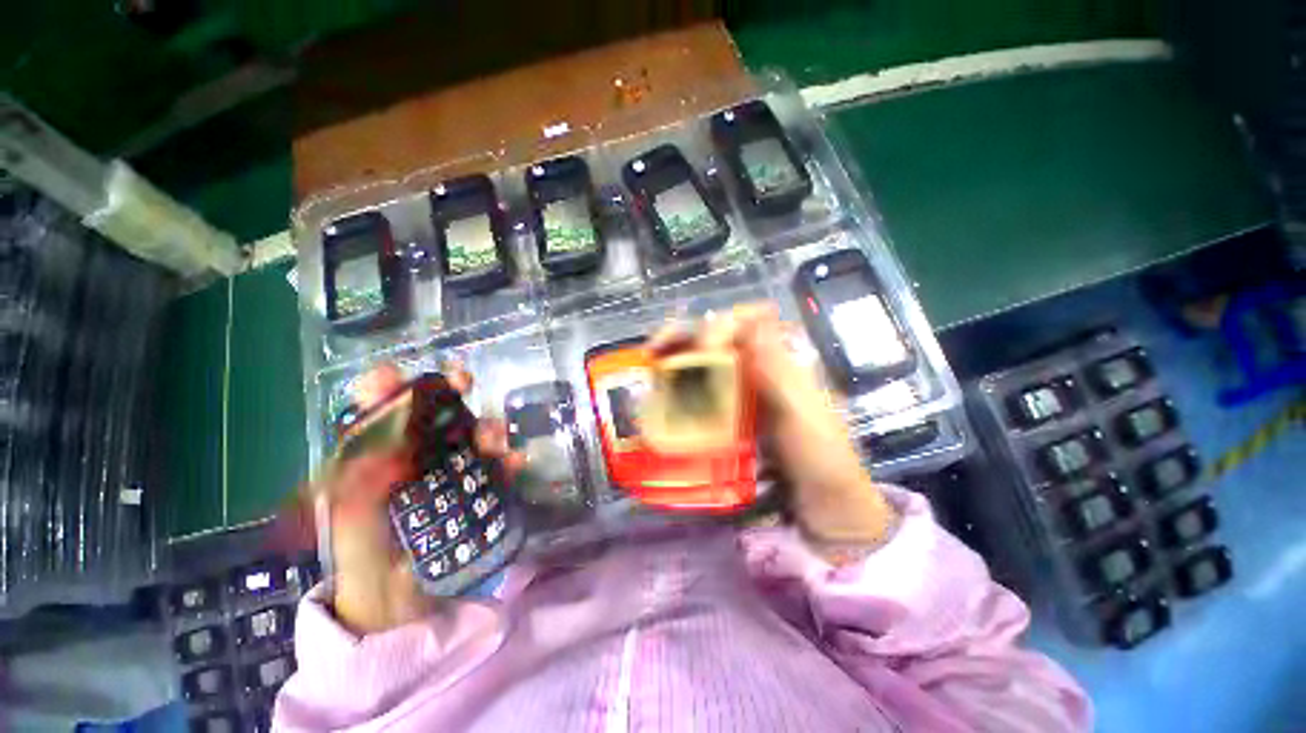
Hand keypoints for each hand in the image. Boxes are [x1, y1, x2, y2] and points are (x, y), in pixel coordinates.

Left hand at [308, 363, 522, 634]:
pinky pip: (498, 469)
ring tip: (495, 437)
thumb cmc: (362, 554)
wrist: (396, 602)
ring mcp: (453, 471)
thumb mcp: (347, 516)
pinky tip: (515, 461)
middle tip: (464, 380)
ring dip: (488, 427)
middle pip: (438, 413)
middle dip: (452, 391)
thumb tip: (385, 441)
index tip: (394, 375)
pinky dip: (509, 461)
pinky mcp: (479, 490)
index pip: (381, 411)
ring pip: (474, 435)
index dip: (387, 388)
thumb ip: (356, 479)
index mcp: (379, 456)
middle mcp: (419, 454)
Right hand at [651, 304, 895, 551]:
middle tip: (655, 348)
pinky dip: (681, 382)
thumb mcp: (804, 415)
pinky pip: (703, 385)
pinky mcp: (731, 409)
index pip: (750, 320)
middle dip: (686, 334)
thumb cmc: (820, 458)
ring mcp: (744, 387)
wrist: (822, 500)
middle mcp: (759, 365)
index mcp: (781, 358)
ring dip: (677, 354)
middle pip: (720, 333)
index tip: (702, 348)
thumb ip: (779, 372)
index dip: (722, 323)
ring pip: (707, 356)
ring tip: (650, 364)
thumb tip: (751, 324)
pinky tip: (663, 392)